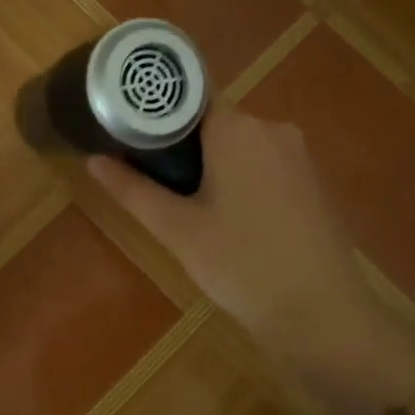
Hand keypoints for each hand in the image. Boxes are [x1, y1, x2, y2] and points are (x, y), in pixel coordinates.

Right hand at [88, 107, 414, 405]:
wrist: (321, 314)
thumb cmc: (241, 265)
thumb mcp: (178, 230)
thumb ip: (133, 190)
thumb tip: (93, 159)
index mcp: (237, 128)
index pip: (188, 100)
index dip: (158, 119)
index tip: (134, 144)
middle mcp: (273, 128)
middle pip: (215, 124)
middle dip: (185, 149)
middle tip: (158, 188)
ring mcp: (300, 155)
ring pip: (242, 147)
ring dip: (215, 168)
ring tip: (191, 210)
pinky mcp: (314, 182)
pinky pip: (267, 166)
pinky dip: (244, 182)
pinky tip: (234, 222)